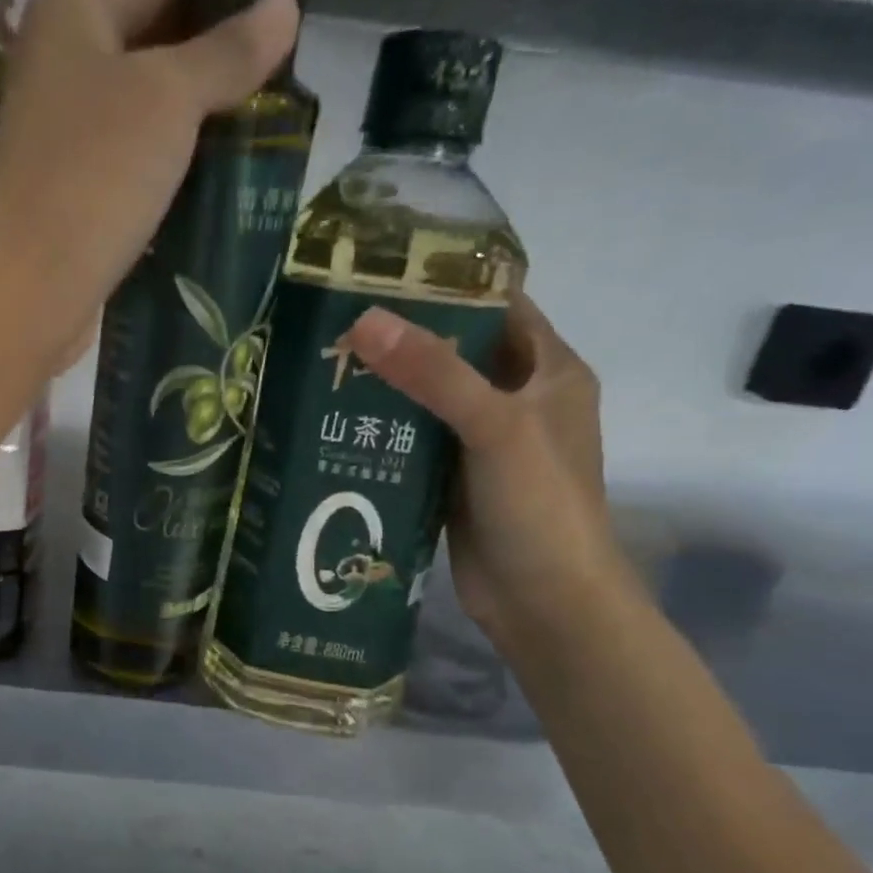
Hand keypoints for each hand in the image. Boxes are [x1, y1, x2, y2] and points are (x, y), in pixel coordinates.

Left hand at [0, 0, 299, 363]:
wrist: (34, 285)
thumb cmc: (98, 173)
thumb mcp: (171, 98)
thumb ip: (228, 53)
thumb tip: (285, 5)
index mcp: (70, 12)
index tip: (277, 32)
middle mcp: (56, 64)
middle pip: (151, 48)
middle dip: (211, 71)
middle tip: (278, 94)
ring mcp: (59, 133)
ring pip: (142, 115)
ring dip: (192, 128)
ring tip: (258, 140)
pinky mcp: (68, 192)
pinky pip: (128, 166)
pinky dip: (166, 172)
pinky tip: (211, 187)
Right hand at [346, 292, 634, 648]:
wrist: (545, 603)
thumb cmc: (540, 505)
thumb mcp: (495, 426)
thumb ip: (434, 373)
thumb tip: (364, 319)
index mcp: (549, 371)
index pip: (497, 305)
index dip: (446, 283)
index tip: (381, 269)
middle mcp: (518, 399)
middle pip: (456, 350)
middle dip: (402, 335)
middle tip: (334, 318)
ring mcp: (483, 443)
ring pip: (429, 398)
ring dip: (386, 384)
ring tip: (323, 362)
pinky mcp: (453, 479)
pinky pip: (414, 440)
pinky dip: (382, 429)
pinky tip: (335, 421)